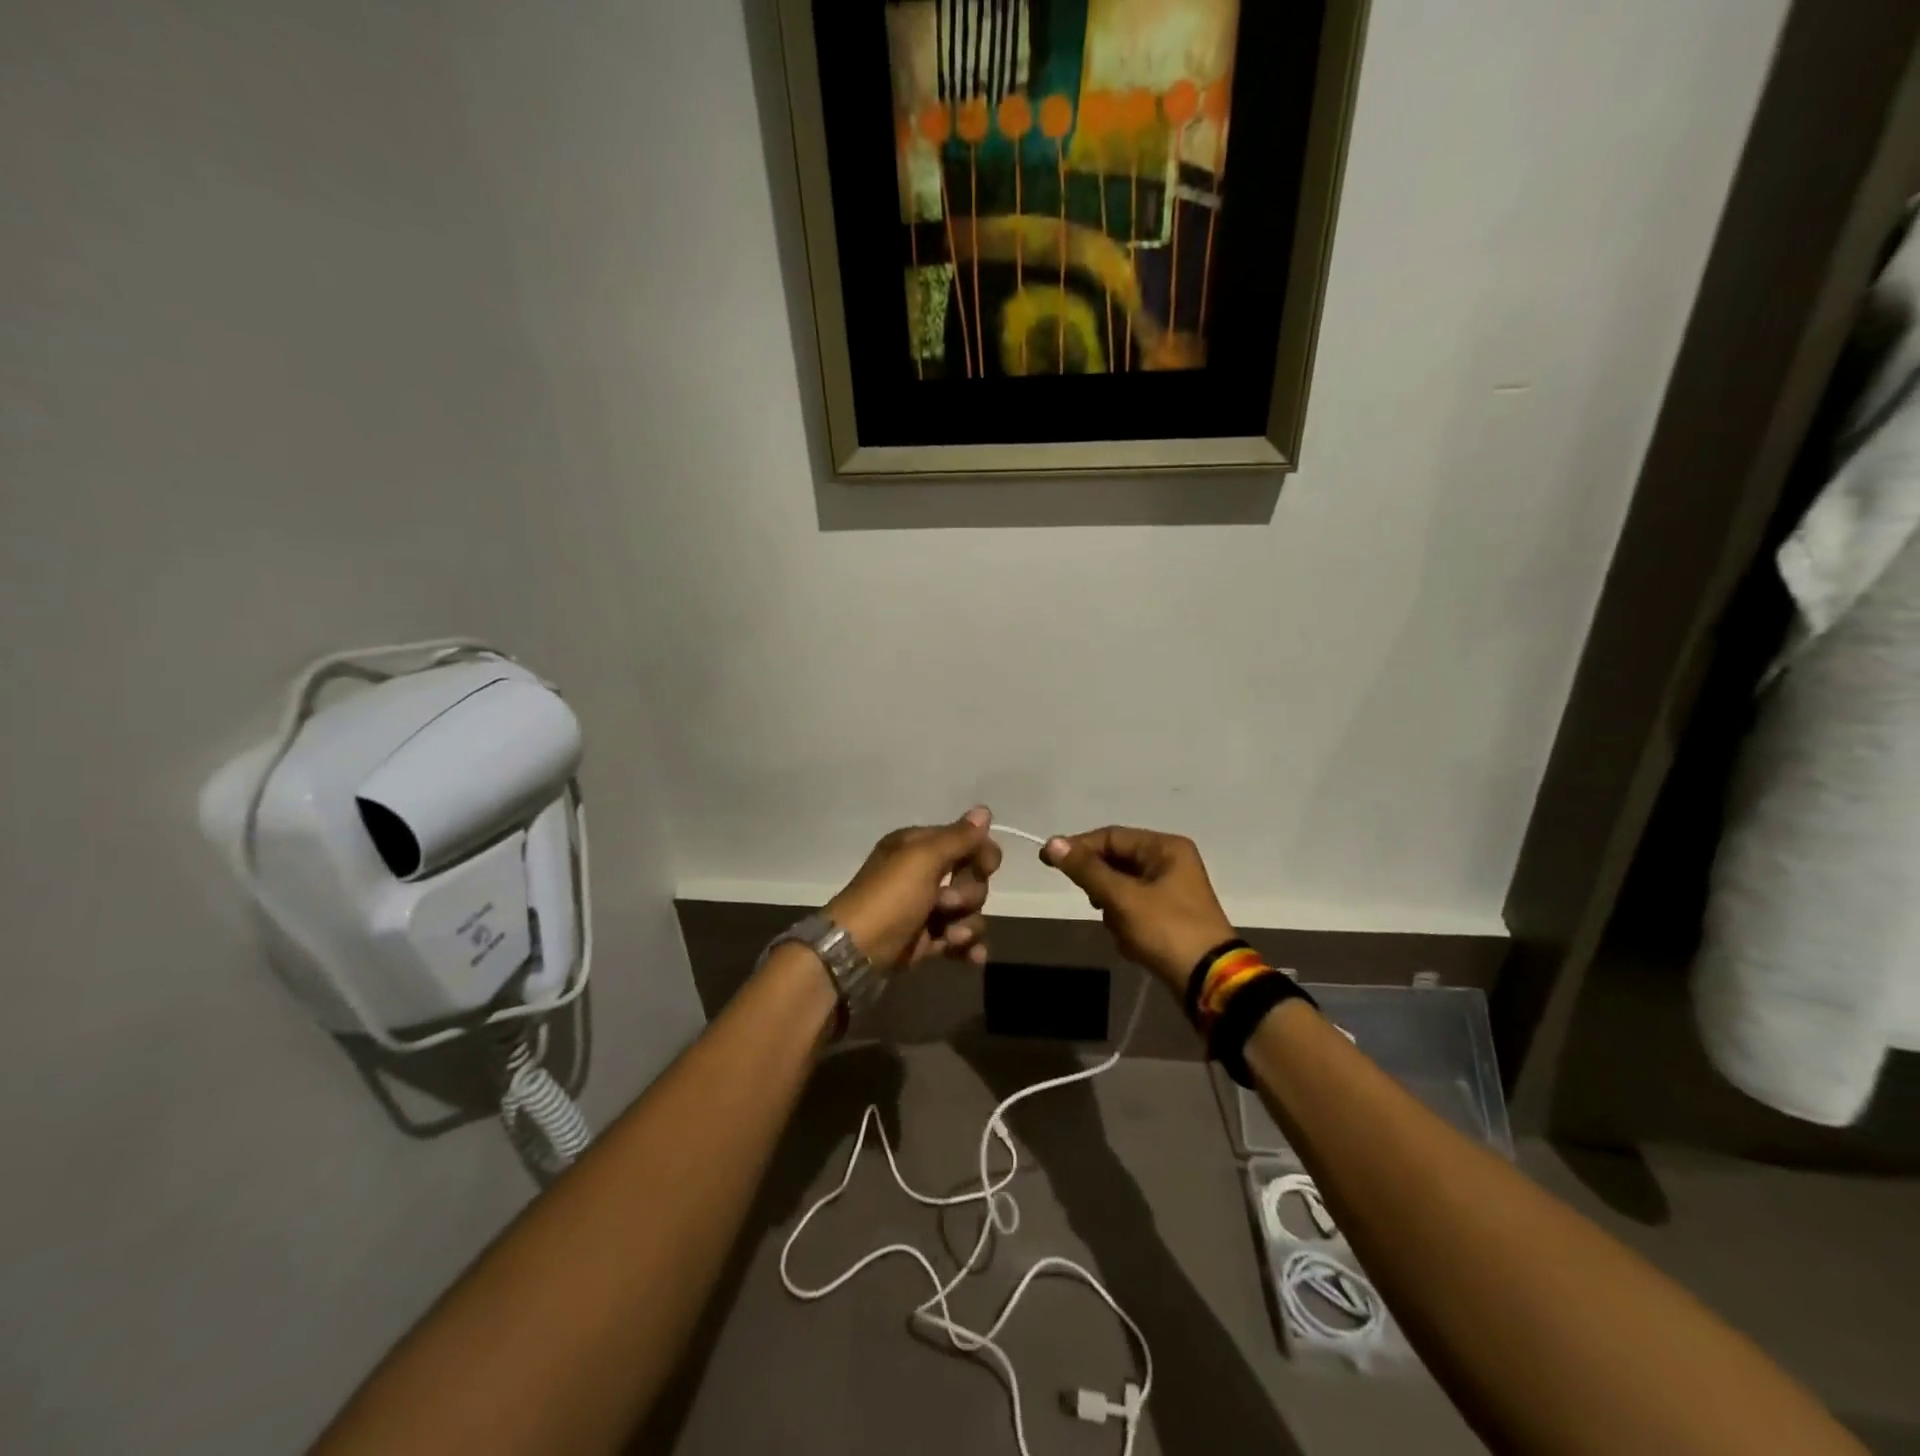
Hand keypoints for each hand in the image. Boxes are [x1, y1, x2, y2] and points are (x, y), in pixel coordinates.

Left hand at [826, 807, 1003, 973]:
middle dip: (969, 894)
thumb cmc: (889, 898)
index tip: (987, 867)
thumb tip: (984, 810)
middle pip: (971, 878)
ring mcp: (925, 909)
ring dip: (968, 925)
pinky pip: (960, 939)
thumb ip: (957, 837)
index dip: (981, 853)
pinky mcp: (926, 940)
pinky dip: (969, 947)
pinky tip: (973, 956)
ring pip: (969, 911)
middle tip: (948, 903)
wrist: (855, 953)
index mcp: (917, 847)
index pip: (965, 841)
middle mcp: (922, 874)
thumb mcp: (922, 859)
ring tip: (951, 938)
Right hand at [1042, 827, 1235, 991]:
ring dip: (1113, 909)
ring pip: (1121, 888)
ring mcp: (1171, 891)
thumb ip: (1086, 869)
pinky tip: (1132, 943)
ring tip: (1121, 929)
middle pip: (1116, 862)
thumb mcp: (1122, 897)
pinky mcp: (1169, 916)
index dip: (1078, 847)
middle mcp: (1170, 862)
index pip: (1111, 836)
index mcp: (1165, 847)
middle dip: (1101, 886)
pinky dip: (1126, 924)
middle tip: (1094, 903)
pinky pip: (1133, 910)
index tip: (1047, 861)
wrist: (1209, 981)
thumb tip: (1052, 843)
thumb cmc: (1167, 930)